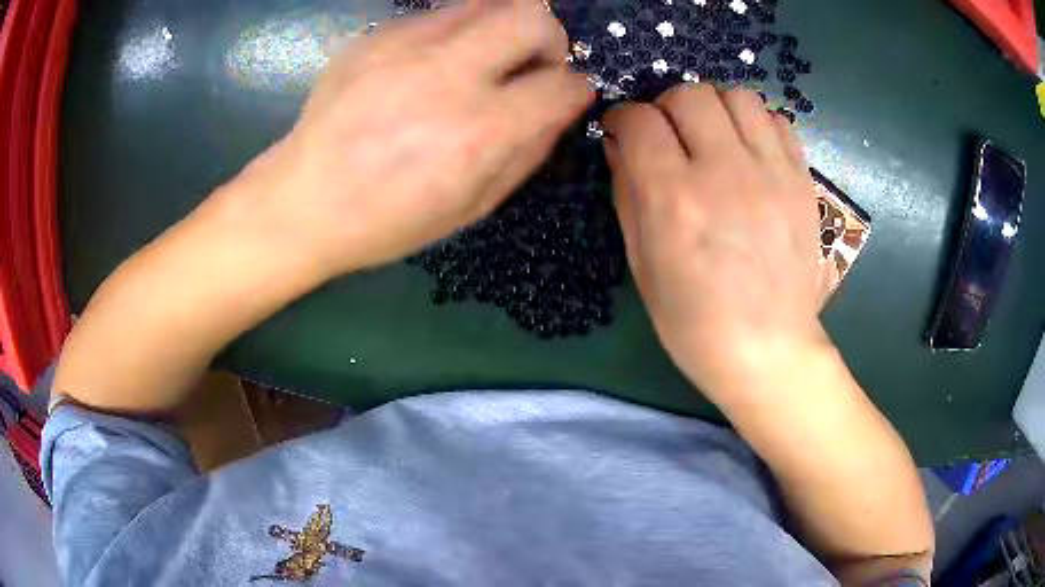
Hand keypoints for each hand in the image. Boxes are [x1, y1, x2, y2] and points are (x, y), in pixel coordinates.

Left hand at [219, 0, 592, 277]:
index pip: (562, 84)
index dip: (577, 87)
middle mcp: (447, 76)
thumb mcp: (471, 207)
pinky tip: (435, 62)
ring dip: (504, 26)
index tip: (568, 93)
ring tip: (488, 57)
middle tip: (534, 62)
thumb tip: (561, 106)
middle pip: (531, 17)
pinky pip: (439, 14)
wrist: (303, 201)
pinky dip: (457, 31)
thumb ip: (528, 152)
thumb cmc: (388, 220)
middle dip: (551, 37)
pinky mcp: (376, 36)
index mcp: (478, 133)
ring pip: (488, 2)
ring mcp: (406, 48)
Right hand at [603, 85, 833, 399]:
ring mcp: (772, 172)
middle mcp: (725, 172)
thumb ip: (627, 192)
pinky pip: (776, 120)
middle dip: (666, 106)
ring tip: (710, 136)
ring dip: (713, 107)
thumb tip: (619, 144)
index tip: (623, 131)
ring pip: (736, 95)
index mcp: (676, 199)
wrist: (768, 349)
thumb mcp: (642, 264)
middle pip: (689, 94)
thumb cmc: (694, 321)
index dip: (623, 118)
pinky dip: (754, 123)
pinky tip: (747, 150)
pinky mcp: (802, 180)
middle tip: (668, 134)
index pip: (640, 120)